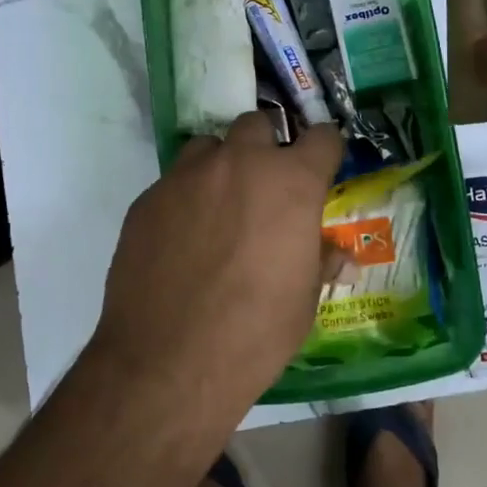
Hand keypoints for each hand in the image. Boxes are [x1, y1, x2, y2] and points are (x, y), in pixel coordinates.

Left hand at [93, 113, 343, 416]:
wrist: (168, 361)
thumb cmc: (255, 332)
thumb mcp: (304, 301)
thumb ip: (319, 261)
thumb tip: (338, 255)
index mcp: (290, 182)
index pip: (321, 137)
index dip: (324, 151)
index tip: (322, 168)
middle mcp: (239, 163)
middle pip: (256, 125)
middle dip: (265, 149)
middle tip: (264, 190)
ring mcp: (187, 176)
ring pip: (209, 147)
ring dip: (220, 166)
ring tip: (218, 209)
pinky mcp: (148, 198)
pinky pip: (174, 182)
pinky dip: (185, 199)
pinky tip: (180, 239)